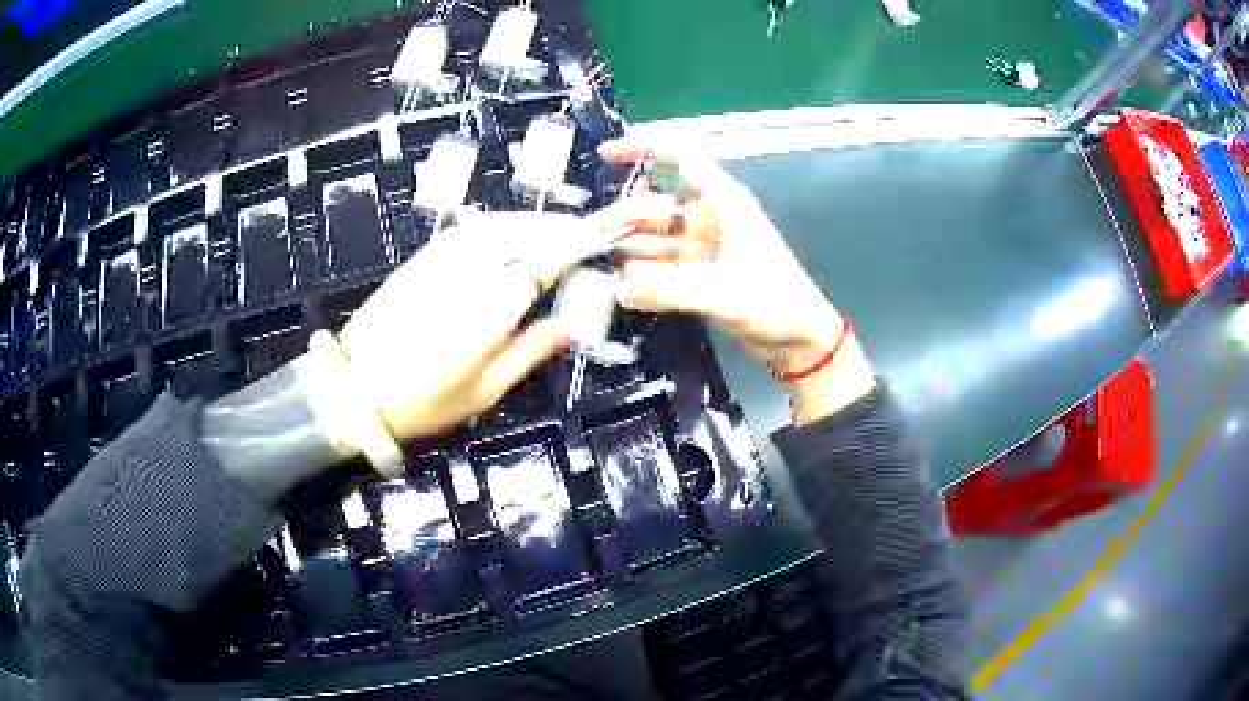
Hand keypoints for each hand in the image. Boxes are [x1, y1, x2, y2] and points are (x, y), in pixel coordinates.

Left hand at [336, 211, 609, 439]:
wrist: (352, 388)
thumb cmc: (422, 402)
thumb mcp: (483, 391)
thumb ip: (528, 352)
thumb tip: (566, 326)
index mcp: (488, 309)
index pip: (543, 260)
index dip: (575, 245)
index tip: (599, 238)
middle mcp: (467, 272)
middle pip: (522, 232)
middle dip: (558, 227)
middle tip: (585, 231)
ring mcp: (440, 259)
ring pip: (496, 224)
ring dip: (530, 222)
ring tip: (554, 230)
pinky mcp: (421, 258)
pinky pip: (471, 230)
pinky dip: (499, 225)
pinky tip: (509, 234)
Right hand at [598, 140, 876, 423]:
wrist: (800, 340)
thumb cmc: (776, 303)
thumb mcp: (726, 293)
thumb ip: (671, 289)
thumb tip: (618, 288)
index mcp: (724, 203)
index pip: (682, 158)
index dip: (645, 148)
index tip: (606, 154)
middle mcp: (709, 219)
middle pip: (656, 205)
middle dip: (623, 216)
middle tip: (587, 239)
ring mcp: (702, 248)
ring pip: (655, 238)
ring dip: (627, 248)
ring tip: (592, 264)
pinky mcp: (698, 275)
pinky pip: (661, 267)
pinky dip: (641, 275)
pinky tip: (617, 287)